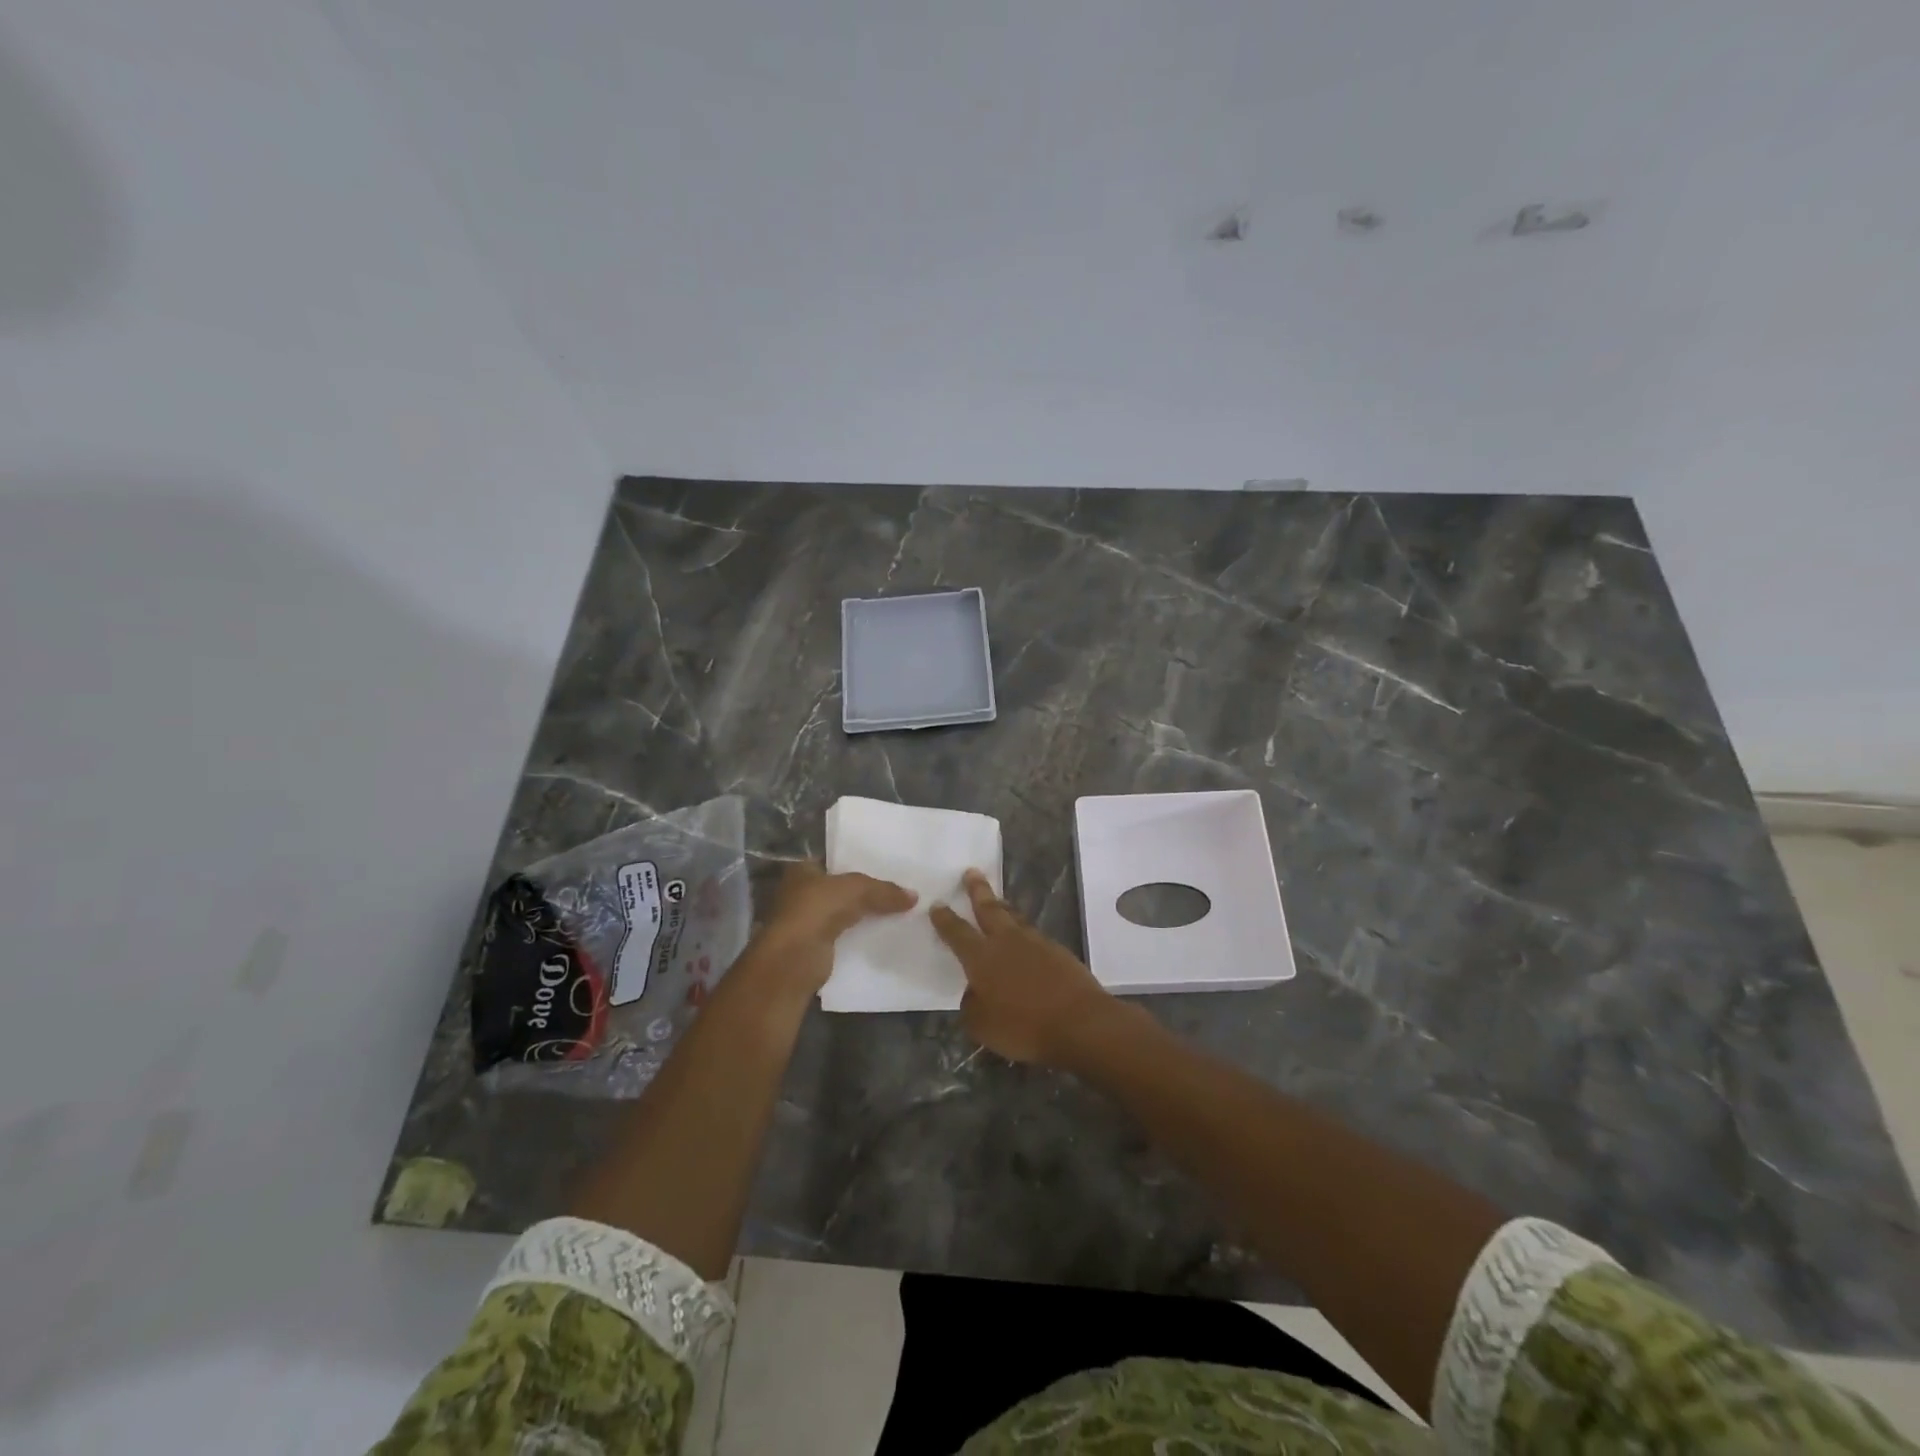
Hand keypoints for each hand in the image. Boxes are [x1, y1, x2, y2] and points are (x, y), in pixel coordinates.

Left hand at [752, 861, 916, 993]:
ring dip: (862, 915)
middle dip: (863, 891)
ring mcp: (805, 921)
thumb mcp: (857, 890)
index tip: (885, 867)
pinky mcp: (814, 947)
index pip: (833, 860)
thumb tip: (914, 896)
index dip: (857, 862)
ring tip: (896, 911)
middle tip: (896, 890)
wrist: (794, 959)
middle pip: (839, 888)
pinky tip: (883, 935)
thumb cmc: (817, 909)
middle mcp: (799, 893)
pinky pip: (844, 935)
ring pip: (842, 913)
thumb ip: (884, 891)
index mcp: (802, 869)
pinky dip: (859, 936)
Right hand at [931, 870, 1114, 1064]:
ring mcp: (1035, 943)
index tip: (937, 904)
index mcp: (982, 958)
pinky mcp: (1057, 951)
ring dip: (1003, 906)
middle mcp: (1007, 942)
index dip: (945, 919)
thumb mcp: (982, 1026)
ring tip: (997, 899)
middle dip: (978, 890)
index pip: (957, 933)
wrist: (1080, 1022)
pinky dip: (1024, 932)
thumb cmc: (1024, 1027)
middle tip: (972, 872)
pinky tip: (1025, 939)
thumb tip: (974, 992)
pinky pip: (1034, 935)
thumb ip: (972, 1006)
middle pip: (989, 909)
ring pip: (1014, 918)